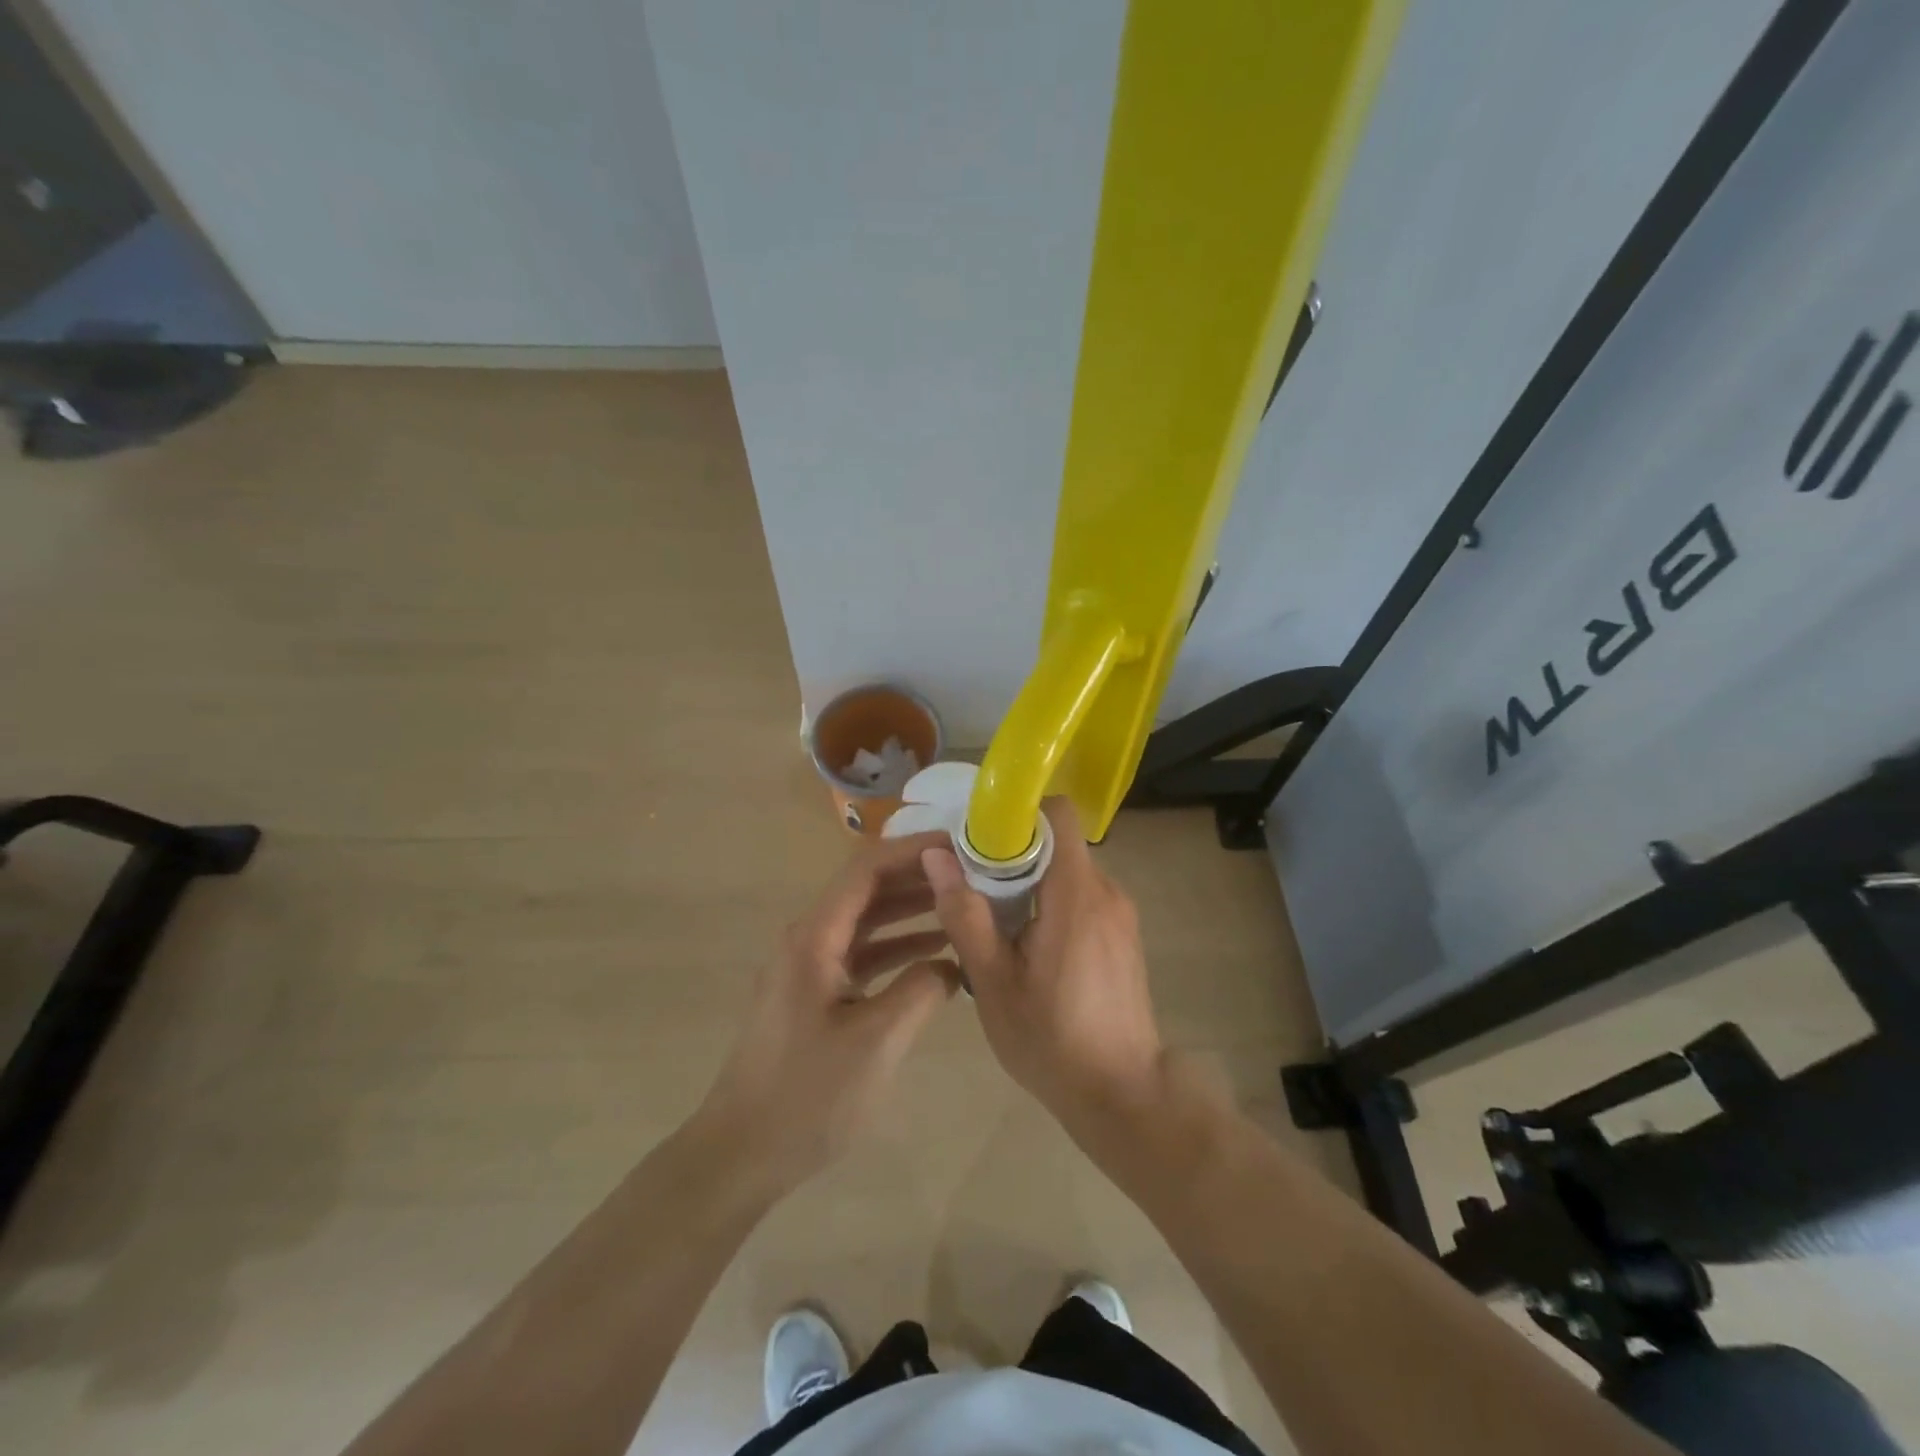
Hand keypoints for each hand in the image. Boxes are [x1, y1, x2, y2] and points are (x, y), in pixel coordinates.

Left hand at [694, 831, 958, 1193]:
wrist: (742, 1153)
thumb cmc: (808, 1095)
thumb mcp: (878, 1040)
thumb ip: (921, 989)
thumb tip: (952, 963)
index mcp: (815, 936)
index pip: (867, 869)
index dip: (913, 850)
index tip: (960, 847)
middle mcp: (809, 938)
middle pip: (868, 889)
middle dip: (918, 878)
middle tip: (973, 876)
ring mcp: (810, 966)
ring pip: (868, 922)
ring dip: (912, 913)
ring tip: (964, 907)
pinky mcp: (815, 993)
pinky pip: (862, 955)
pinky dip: (898, 950)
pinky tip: (938, 957)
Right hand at [922, 800, 1165, 1134]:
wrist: (1124, 1096)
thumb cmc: (1052, 1040)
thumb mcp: (993, 982)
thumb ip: (966, 914)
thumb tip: (937, 855)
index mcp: (1076, 893)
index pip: (1058, 814)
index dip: (1017, 814)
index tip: (979, 839)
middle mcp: (1106, 891)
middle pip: (1057, 842)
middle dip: (1014, 853)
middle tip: (973, 885)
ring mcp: (1120, 913)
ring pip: (1068, 870)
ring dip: (1031, 881)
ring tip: (996, 920)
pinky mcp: (1123, 935)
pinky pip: (1082, 896)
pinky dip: (1051, 902)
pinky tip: (1028, 944)